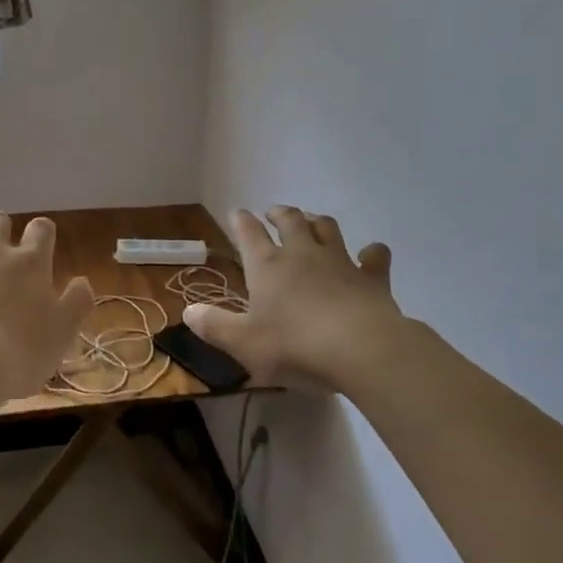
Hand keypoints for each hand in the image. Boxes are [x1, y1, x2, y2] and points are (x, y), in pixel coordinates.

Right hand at [184, 207, 403, 394]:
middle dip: (280, 213)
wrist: (361, 350)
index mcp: (267, 266)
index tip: (236, 213)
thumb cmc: (294, 346)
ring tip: (312, 221)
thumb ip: (215, 326)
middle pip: (290, 220)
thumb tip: (188, 311)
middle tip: (274, 212)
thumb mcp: (244, 343)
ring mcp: (340, 261)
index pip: (249, 234)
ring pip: (327, 228)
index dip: (241, 222)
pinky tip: (371, 253)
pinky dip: (372, 252)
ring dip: (317, 221)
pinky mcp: (371, 278)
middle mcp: (302, 254)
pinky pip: (374, 257)